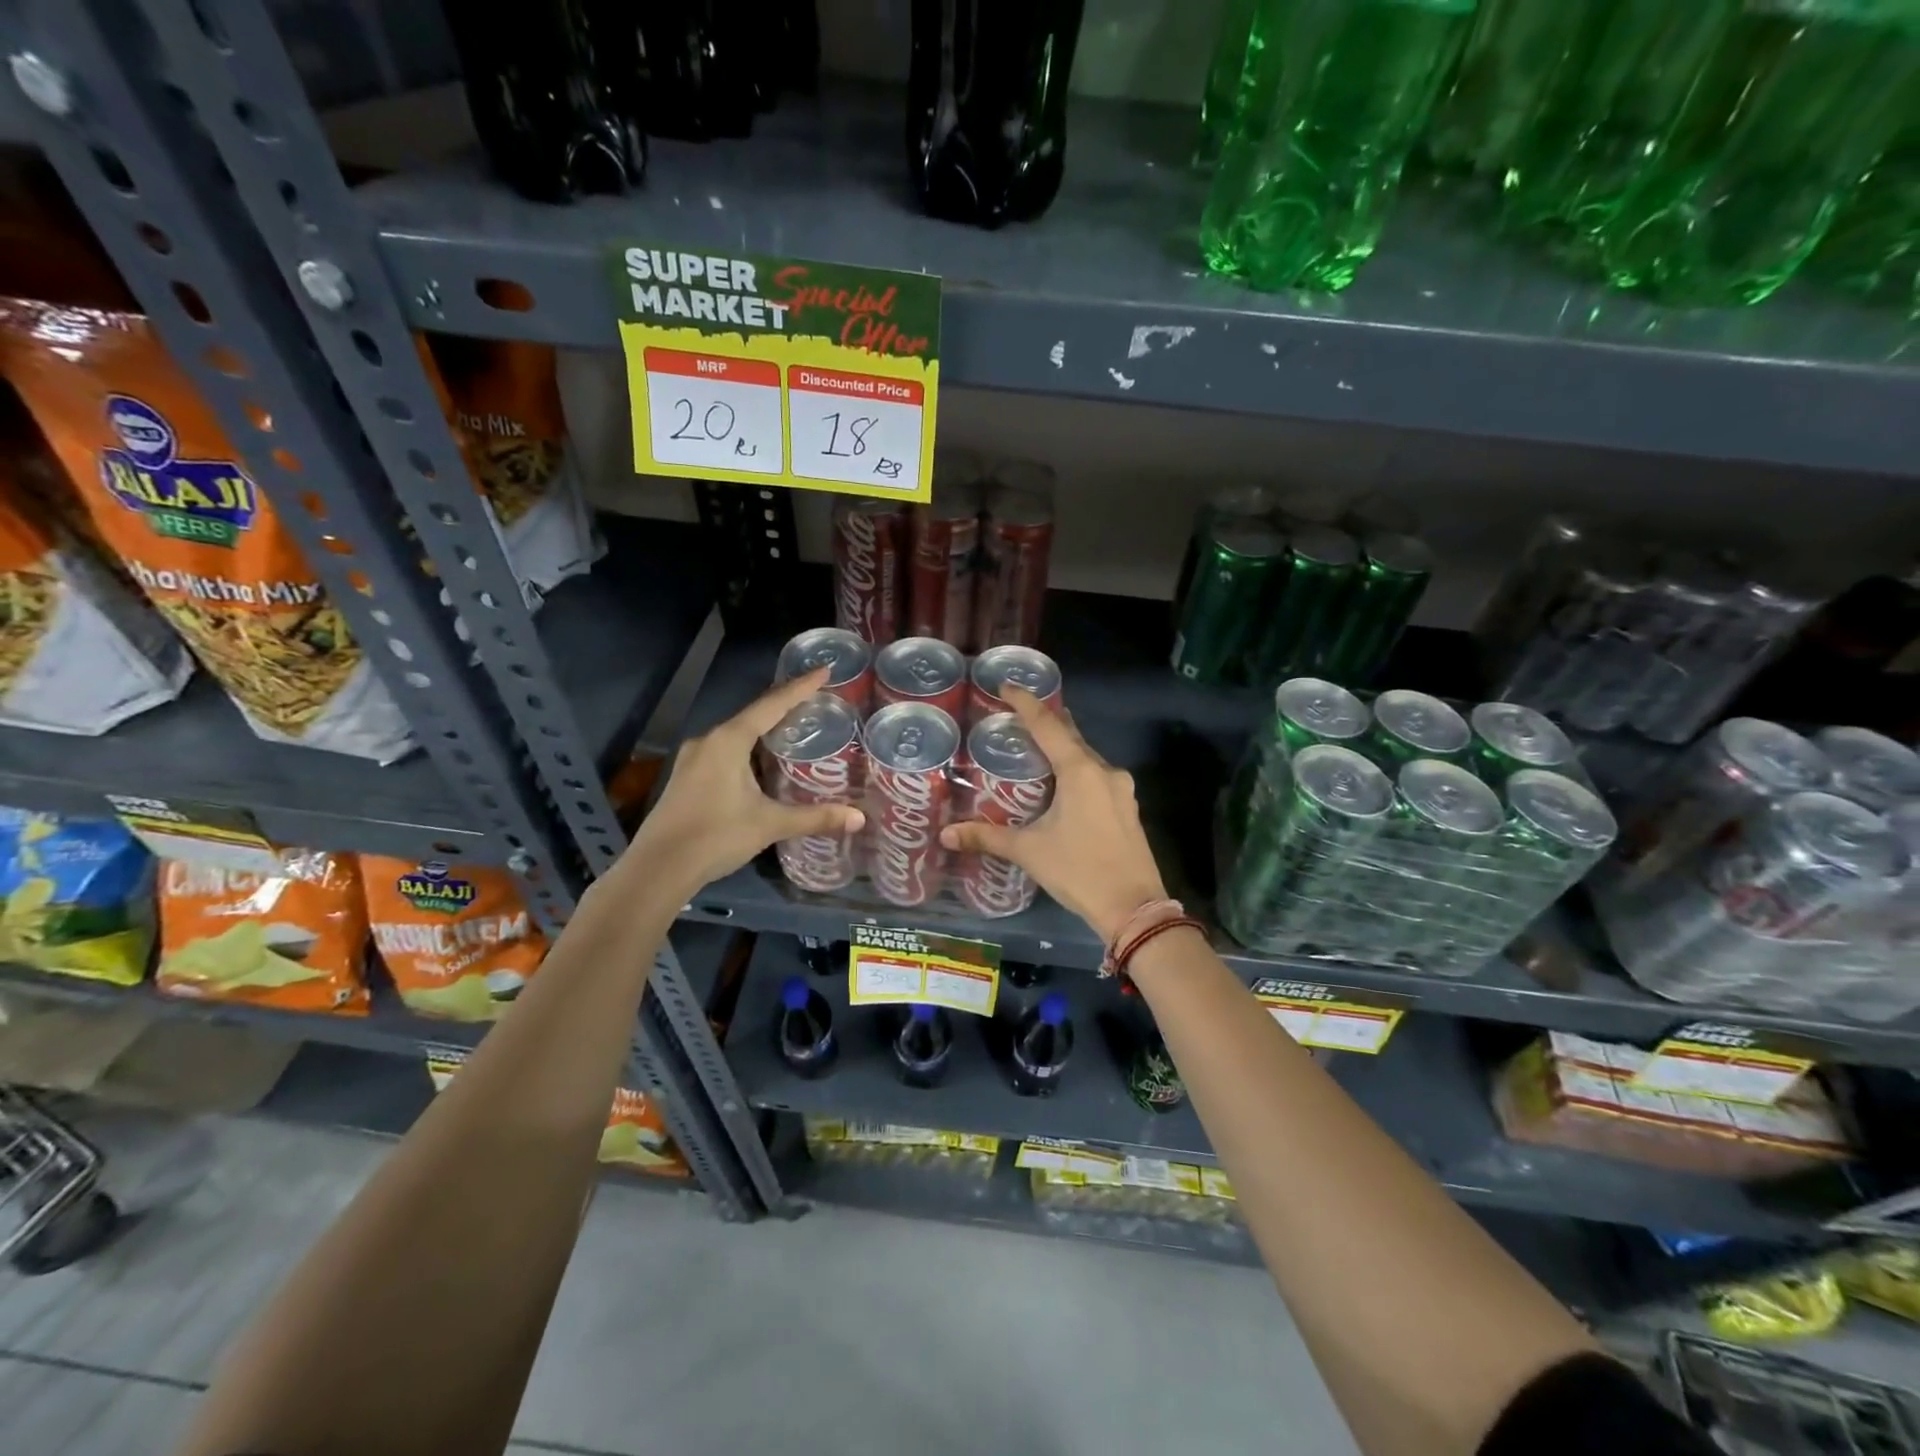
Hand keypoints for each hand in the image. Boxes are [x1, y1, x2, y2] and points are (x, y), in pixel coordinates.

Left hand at [626, 668, 864, 897]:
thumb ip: (815, 817)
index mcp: (729, 740)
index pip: (772, 704)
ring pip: (737, 734)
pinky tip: (763, 761)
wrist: (659, 868)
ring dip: (765, 729)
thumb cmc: (716, 836)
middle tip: (816, 701)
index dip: (801, 687)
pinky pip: (726, 750)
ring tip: (795, 728)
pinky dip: (749, 748)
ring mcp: (694, 758)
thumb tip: (859, 818)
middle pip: (754, 715)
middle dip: (785, 706)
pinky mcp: (687, 777)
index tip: (824, 670)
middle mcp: (709, 740)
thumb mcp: (770, 824)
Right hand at [940, 687, 1167, 943]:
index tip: (1007, 685)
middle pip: (1070, 736)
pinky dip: (1076, 769)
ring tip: (1034, 747)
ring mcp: (1121, 789)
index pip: (1047, 725)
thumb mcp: (1029, 851)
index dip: (1025, 703)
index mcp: (1080, 771)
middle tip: (1016, 716)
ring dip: (1062, 748)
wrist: (1134, 909)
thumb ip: (987, 837)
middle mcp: (1104, 770)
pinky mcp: (1127, 807)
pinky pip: (1097, 775)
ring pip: (1086, 756)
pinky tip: (1062, 782)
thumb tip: (945, 834)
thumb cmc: (1079, 871)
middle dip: (1045, 722)